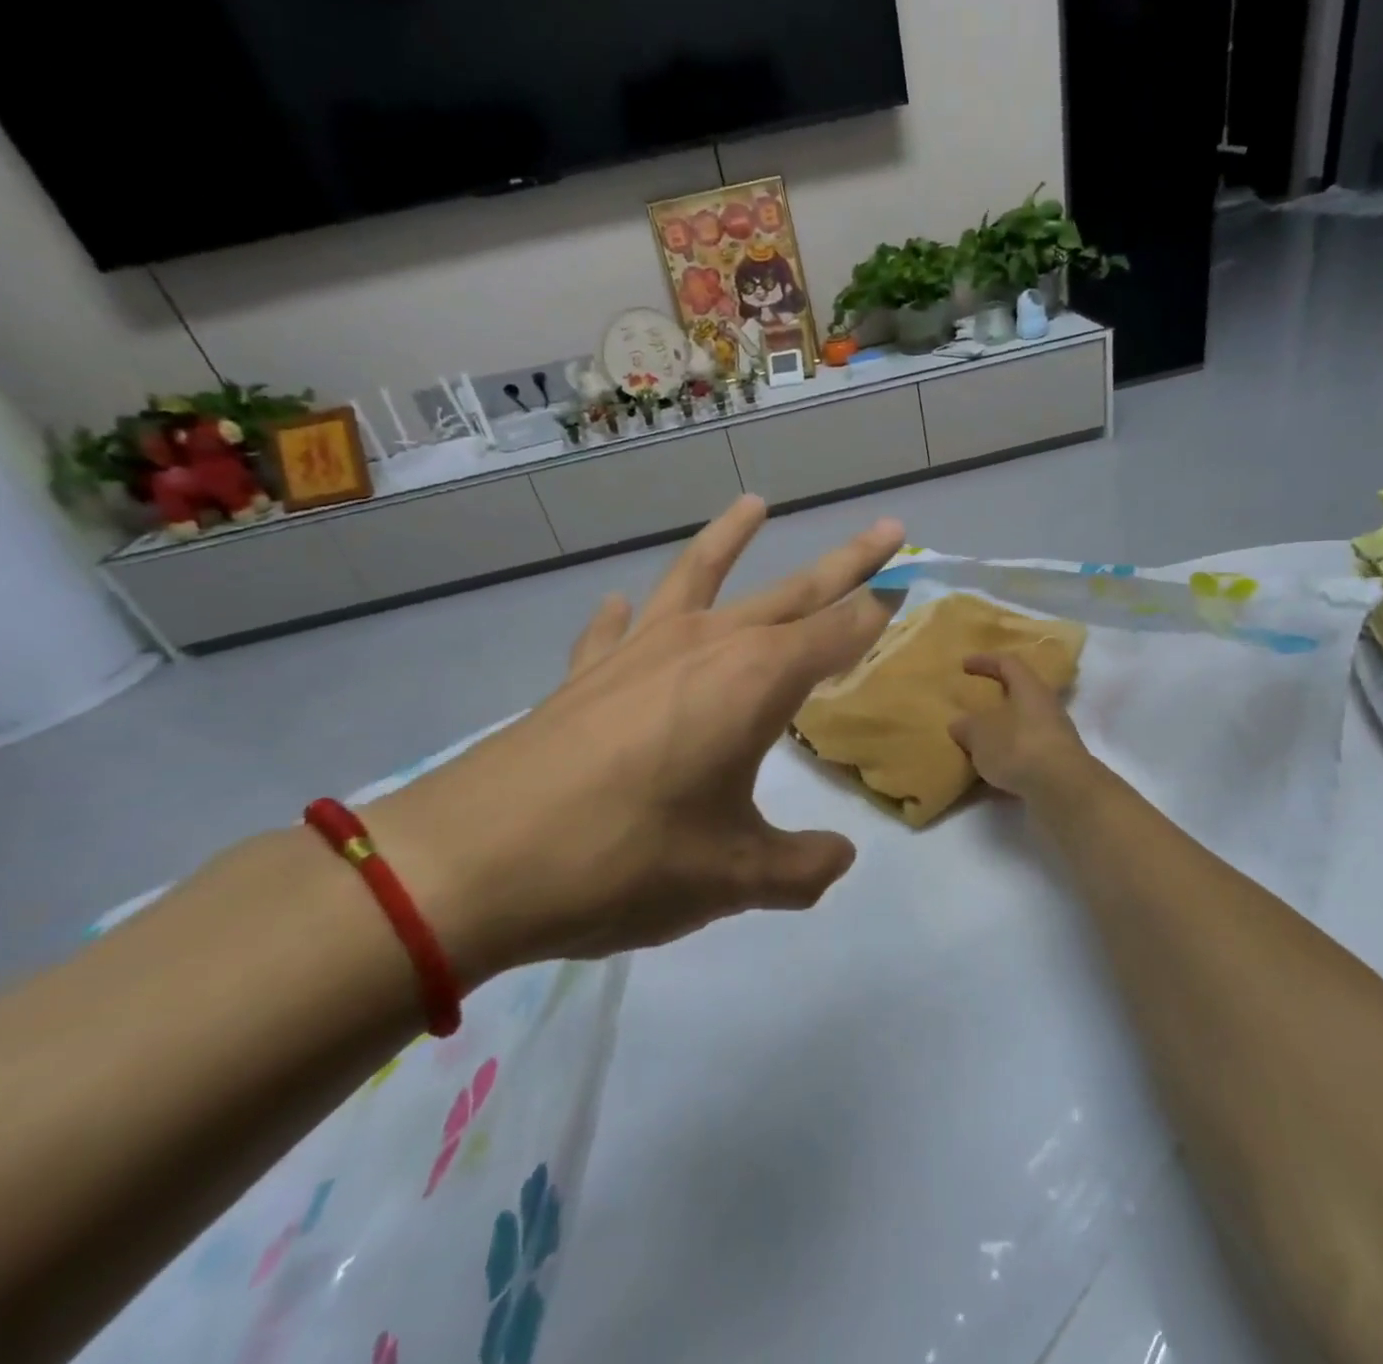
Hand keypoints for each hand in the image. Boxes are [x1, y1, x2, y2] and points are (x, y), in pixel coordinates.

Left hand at [364, 496, 903, 972]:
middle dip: (848, 562)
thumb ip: (801, 867)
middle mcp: (706, 646)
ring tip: (753, 504)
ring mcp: (639, 652)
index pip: (840, 633)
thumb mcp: (734, 877)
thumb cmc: (625, 861)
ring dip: (730, 540)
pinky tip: (623, 605)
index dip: (880, 614)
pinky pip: (615, 630)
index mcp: (756, 682)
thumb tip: (840, 859)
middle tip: (887, 528)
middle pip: (794, 592)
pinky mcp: (584, 675)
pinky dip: (627, 616)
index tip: (909, 589)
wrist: (473, 864)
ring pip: (700, 578)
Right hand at [948, 653, 1095, 801]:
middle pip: (1020, 693)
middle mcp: (1047, 707)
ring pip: (1024, 724)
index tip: (964, 665)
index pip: (1008, 663)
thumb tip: (959, 724)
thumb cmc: (1019, 748)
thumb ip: (967, 727)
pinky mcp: (1057, 763)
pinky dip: (1009, 756)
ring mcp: (1055, 736)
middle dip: (996, 697)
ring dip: (1003, 729)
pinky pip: (1027, 751)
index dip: (985, 661)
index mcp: (1030, 689)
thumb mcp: (981, 736)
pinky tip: (992, 770)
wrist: (1064, 790)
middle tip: (973, 703)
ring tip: (979, 740)